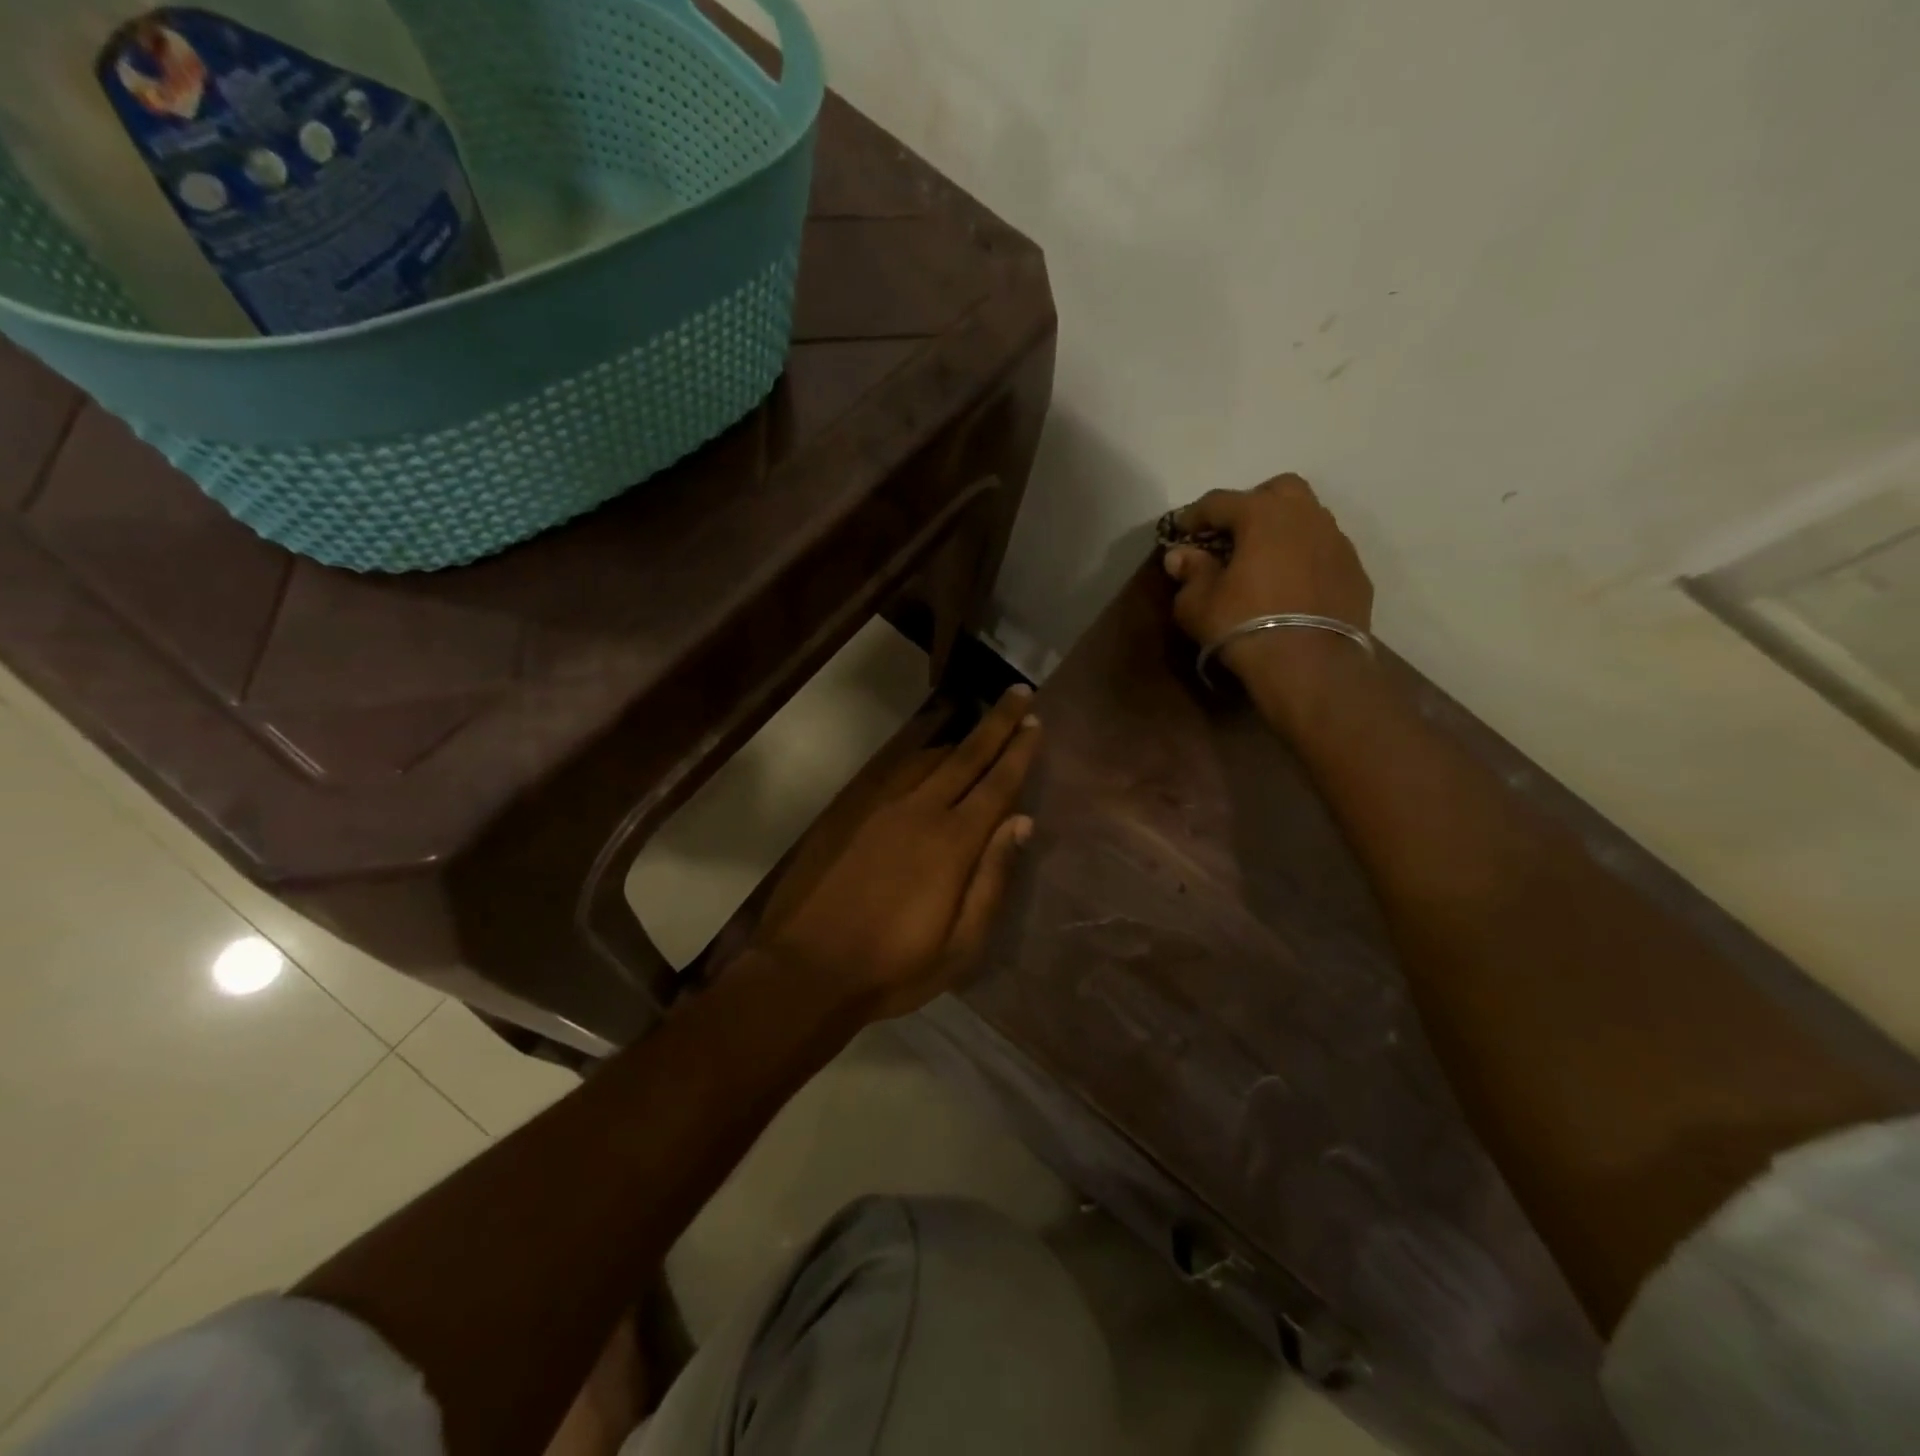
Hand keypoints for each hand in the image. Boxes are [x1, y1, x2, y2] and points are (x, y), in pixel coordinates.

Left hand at [752, 686, 1041, 1020]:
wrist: (809, 970)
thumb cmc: (895, 967)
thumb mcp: (961, 944)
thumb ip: (993, 878)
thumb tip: (1021, 822)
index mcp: (952, 843)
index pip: (996, 784)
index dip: (1019, 752)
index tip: (1036, 721)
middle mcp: (919, 812)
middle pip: (965, 757)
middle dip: (996, 724)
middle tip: (1018, 693)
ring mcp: (881, 810)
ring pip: (928, 759)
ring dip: (959, 740)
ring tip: (981, 728)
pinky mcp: (852, 815)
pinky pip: (895, 772)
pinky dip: (920, 757)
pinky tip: (926, 759)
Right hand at [1163, 475, 1374, 727]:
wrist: (1310, 667)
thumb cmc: (1244, 626)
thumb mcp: (1198, 605)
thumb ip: (1190, 573)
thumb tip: (1180, 556)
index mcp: (1262, 514)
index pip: (1220, 501)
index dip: (1195, 515)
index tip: (1180, 531)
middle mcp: (1305, 516)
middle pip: (1278, 490)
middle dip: (1252, 504)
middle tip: (1232, 534)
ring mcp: (1337, 542)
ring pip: (1308, 518)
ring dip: (1283, 531)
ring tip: (1264, 560)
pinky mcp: (1356, 572)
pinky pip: (1325, 552)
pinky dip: (1305, 559)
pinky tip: (1292, 586)